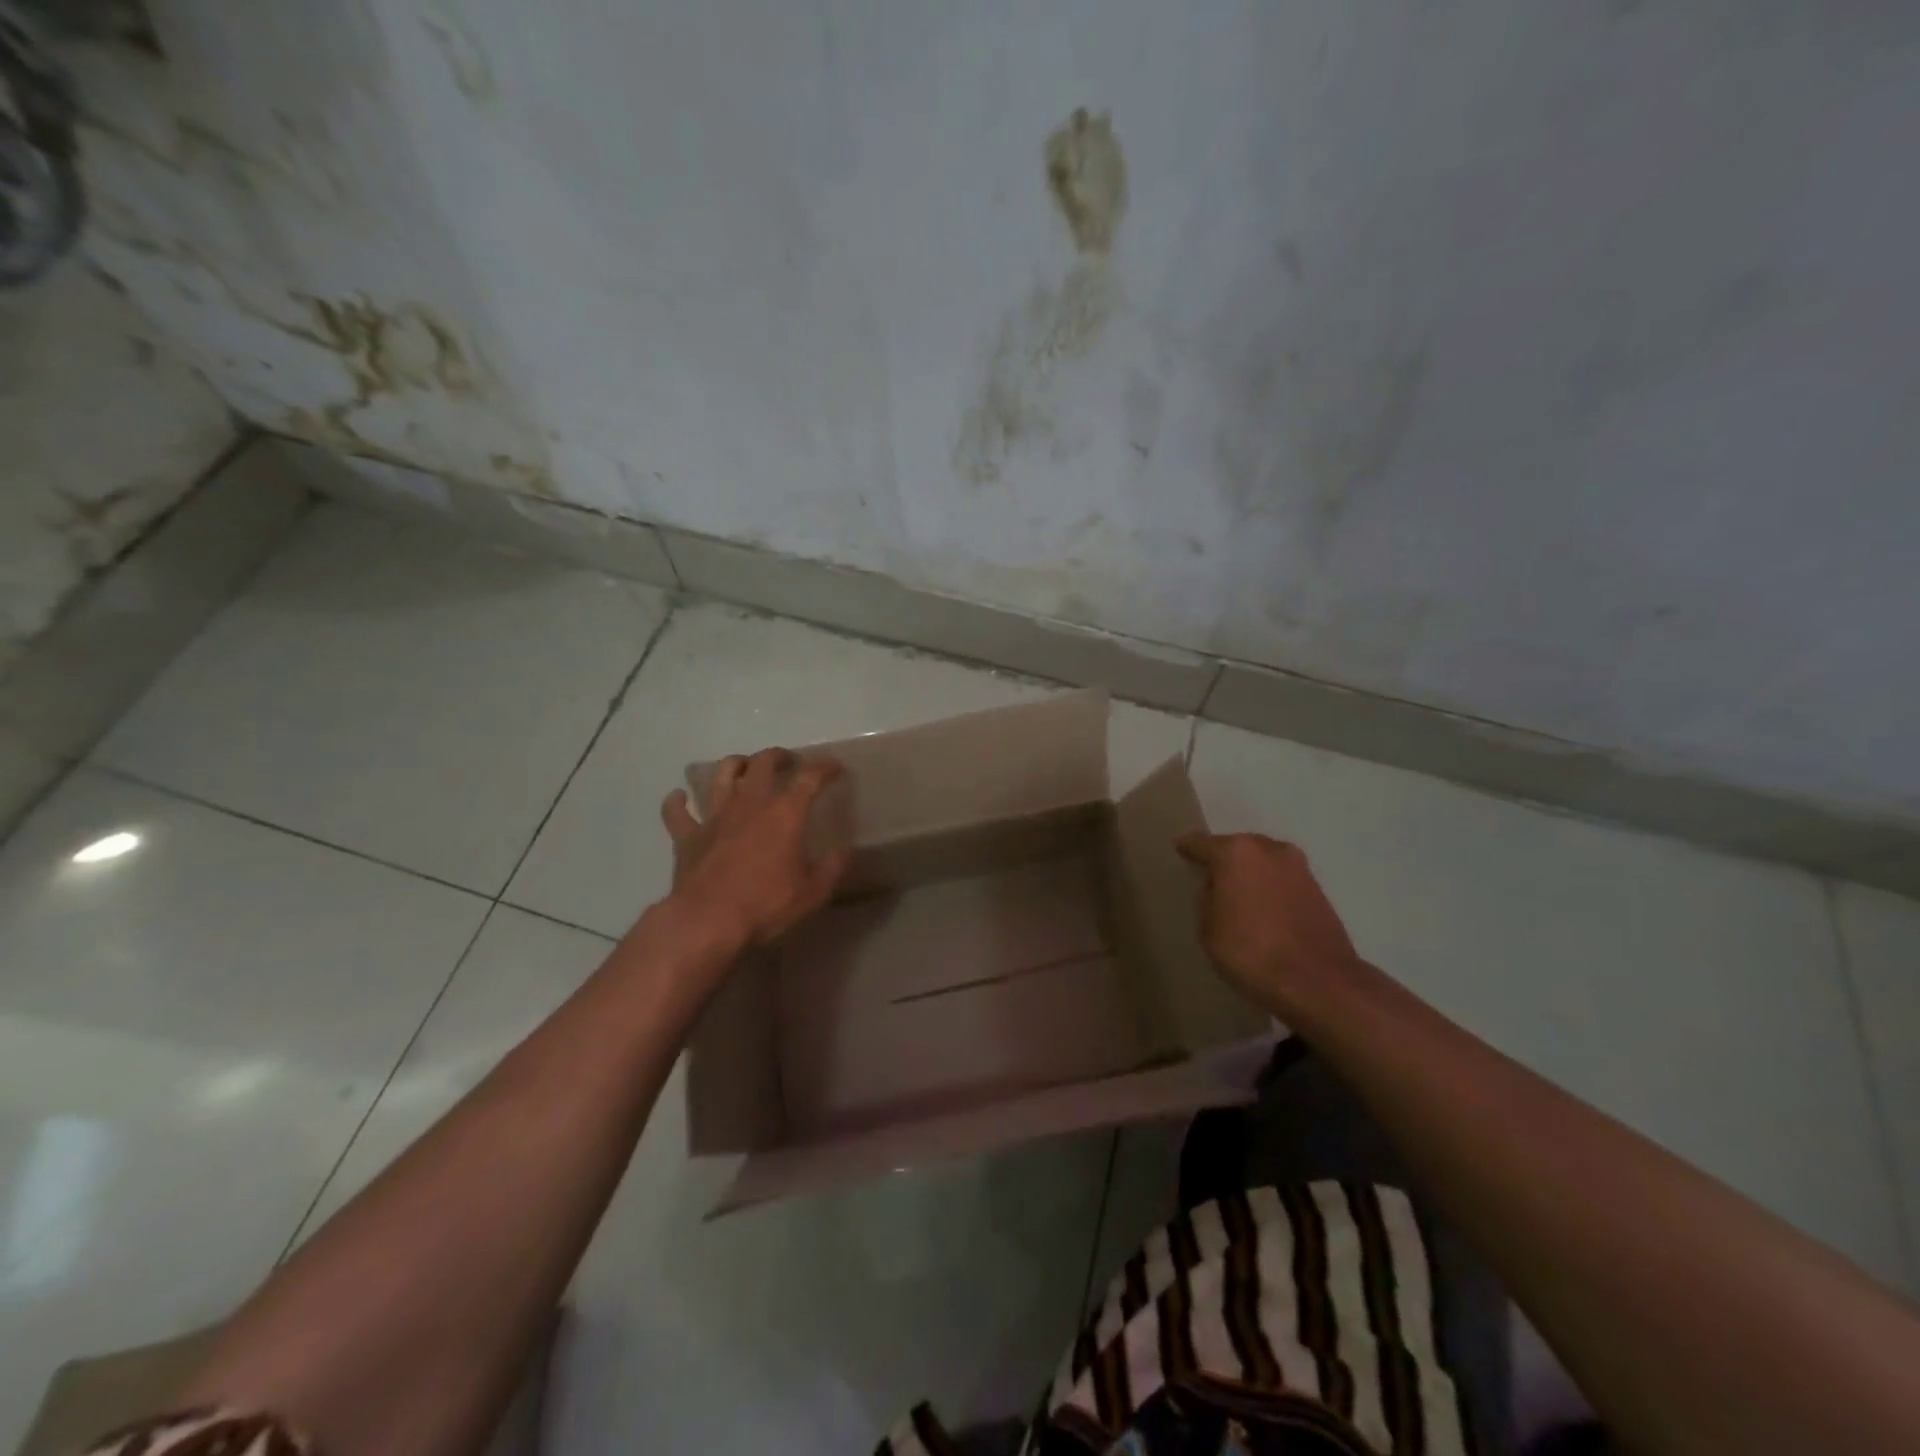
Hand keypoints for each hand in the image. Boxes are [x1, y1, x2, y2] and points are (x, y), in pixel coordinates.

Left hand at [660, 747, 850, 954]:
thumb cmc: (766, 904)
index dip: (824, 768)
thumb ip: (833, 867)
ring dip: (735, 765)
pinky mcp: (688, 836)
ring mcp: (715, 816)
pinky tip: (679, 798)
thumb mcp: (814, 891)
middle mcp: (750, 803)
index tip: (834, 767)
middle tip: (787, 761)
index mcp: (785, 812)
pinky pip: (676, 812)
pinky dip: (677, 802)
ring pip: (722, 774)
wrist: (708, 921)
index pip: (809, 778)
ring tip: (743, 767)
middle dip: (778, 756)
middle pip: (762, 763)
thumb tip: (845, 851)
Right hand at [1174, 832, 1361, 1010]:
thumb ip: (1207, 900)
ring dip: (1250, 873)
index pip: (1200, 843)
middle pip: (1236, 847)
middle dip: (1223, 860)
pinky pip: (1281, 879)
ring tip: (1238, 894)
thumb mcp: (1209, 930)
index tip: (1179, 851)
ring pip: (1263, 861)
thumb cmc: (1252, 953)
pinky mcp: (1318, 887)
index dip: (1187, 849)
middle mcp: (1268, 848)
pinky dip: (1270, 887)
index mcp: (1235, 853)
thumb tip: (1217, 889)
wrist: (1320, 983)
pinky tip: (1264, 907)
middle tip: (1210, 878)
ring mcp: (1297, 866)